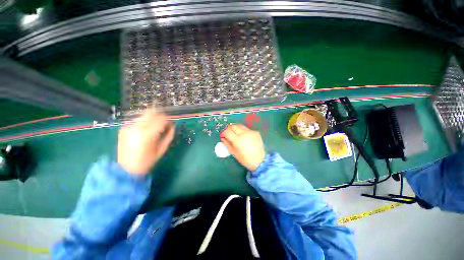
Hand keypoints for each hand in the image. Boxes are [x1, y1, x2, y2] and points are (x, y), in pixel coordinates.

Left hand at [118, 110, 174, 175]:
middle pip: (152, 113)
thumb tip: (173, 125)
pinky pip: (138, 120)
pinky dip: (145, 122)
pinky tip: (145, 130)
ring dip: (152, 118)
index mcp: (148, 134)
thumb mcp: (162, 149)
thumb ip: (169, 135)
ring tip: (155, 126)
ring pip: (145, 115)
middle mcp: (137, 127)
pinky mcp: (124, 128)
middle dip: (161, 116)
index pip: (161, 119)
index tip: (171, 124)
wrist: (126, 168)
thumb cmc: (148, 161)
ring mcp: (129, 127)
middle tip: (164, 123)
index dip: (168, 120)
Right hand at [220, 124, 265, 171]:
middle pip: (233, 126)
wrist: (260, 161)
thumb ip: (227, 144)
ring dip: (235, 128)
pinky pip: (246, 129)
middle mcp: (244, 133)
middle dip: (228, 129)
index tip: (222, 135)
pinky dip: (242, 131)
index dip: (223, 133)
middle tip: (227, 134)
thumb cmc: (245, 159)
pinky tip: (243, 136)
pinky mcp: (256, 132)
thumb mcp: (234, 153)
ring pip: (240, 126)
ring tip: (234, 134)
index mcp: (238, 140)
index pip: (227, 131)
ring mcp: (251, 132)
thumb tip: (223, 138)